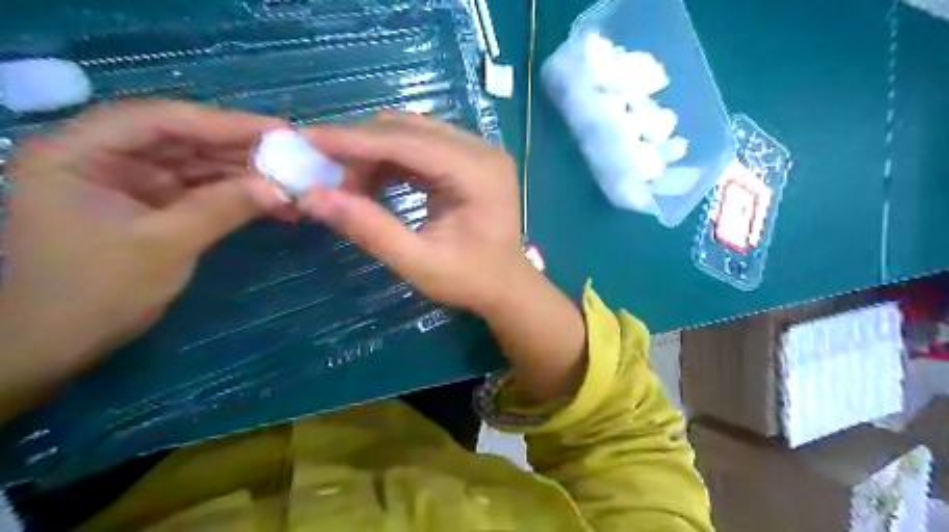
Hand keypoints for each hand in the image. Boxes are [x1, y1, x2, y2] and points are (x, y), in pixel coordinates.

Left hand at [0, 101, 284, 387]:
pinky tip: (272, 202)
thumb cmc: (96, 292)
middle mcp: (103, 157)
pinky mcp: (153, 205)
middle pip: (182, 139)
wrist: (60, 344)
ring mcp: (130, 181)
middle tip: (295, 154)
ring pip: (197, 165)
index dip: (224, 122)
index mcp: (79, 153)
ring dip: (245, 174)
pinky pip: (201, 190)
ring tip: (293, 180)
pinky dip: (236, 196)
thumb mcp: (165, 245)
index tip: (280, 130)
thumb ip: (223, 208)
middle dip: (241, 149)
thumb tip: (281, 188)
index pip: (160, 121)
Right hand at [299, 112, 590, 403]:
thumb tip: (311, 197)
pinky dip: (391, 160)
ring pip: (411, 132)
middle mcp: (480, 149)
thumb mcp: (418, 262)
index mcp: (477, 172)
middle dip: (360, 147)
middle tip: (324, 173)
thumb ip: (369, 229)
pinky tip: (372, 183)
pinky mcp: (469, 158)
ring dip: (373, 153)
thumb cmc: (470, 279)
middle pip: (407, 128)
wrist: (507, 285)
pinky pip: (420, 145)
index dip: (353, 140)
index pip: (407, 142)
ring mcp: (477, 150)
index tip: (306, 140)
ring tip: (348, 185)